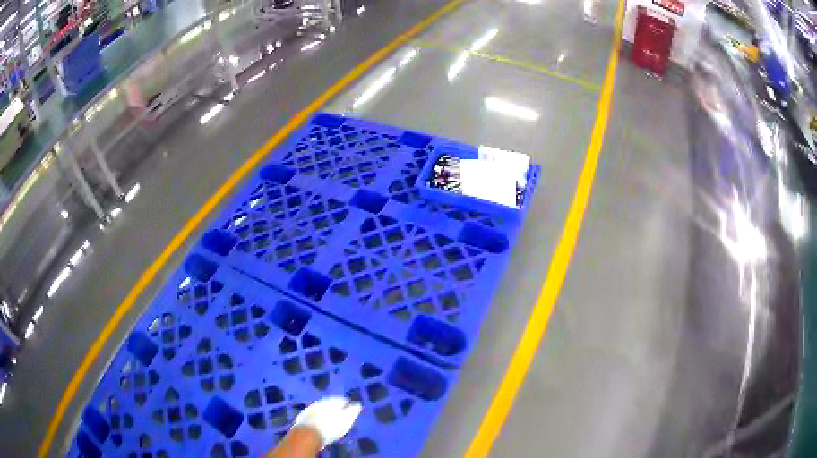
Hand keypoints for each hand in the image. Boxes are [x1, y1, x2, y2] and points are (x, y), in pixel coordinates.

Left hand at [293, 396, 362, 447]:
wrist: (308, 433)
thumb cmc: (330, 427)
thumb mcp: (346, 420)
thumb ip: (353, 411)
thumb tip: (358, 404)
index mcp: (331, 402)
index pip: (341, 400)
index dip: (346, 403)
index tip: (350, 407)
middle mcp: (320, 403)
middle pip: (329, 404)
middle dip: (334, 408)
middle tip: (340, 413)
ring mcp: (310, 410)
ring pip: (320, 409)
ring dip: (325, 413)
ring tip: (330, 420)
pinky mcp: (302, 418)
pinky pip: (312, 416)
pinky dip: (317, 419)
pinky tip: (319, 424)